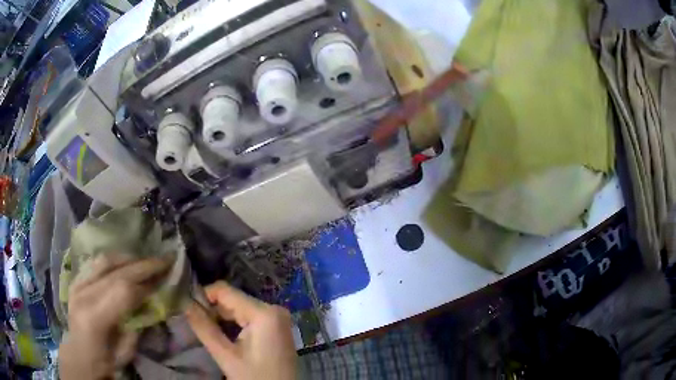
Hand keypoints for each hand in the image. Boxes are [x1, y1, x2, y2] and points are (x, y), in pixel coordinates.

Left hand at [59, 254, 171, 379]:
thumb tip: (151, 302)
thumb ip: (137, 325)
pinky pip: (96, 262)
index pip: (123, 290)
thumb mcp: (126, 351)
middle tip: (163, 259)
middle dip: (143, 264)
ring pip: (105, 260)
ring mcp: (77, 283)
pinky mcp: (76, 280)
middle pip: (116, 271)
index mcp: (94, 317)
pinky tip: (125, 263)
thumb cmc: (105, 360)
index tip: (164, 278)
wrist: (79, 355)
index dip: (146, 283)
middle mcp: (83, 294)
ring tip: (145, 260)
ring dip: (128, 258)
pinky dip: (114, 260)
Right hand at [186, 281, 296, 379]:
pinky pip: (249, 318)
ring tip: (206, 329)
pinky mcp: (276, 328)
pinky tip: (223, 335)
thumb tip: (184, 304)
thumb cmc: (255, 378)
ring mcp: (277, 319)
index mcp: (264, 313)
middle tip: (195, 322)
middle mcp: (273, 309)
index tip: (187, 307)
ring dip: (221, 318)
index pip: (225, 291)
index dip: (203, 296)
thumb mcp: (227, 356)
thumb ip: (204, 328)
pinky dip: (234, 324)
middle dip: (212, 309)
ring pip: (240, 309)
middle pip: (234, 300)